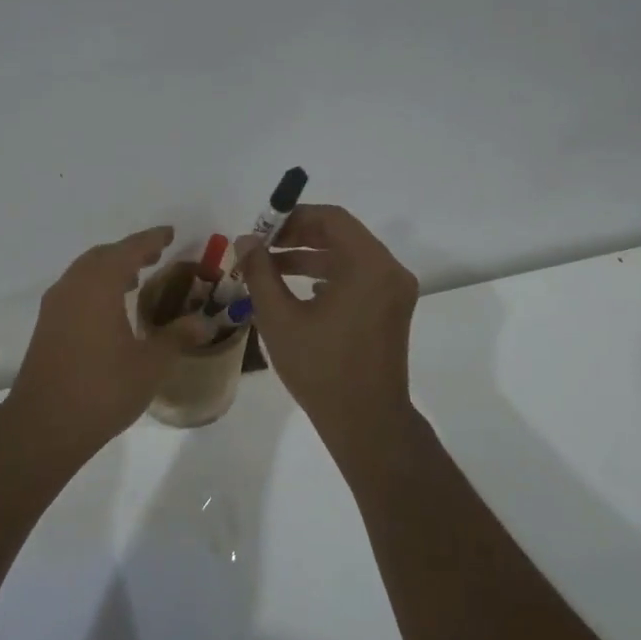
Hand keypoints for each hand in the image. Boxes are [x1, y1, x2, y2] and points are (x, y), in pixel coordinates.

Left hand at [3, 226, 199, 464]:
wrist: (45, 425)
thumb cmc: (103, 389)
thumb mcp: (150, 364)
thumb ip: (177, 337)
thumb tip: (204, 322)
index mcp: (98, 285)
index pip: (128, 250)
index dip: (151, 239)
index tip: (170, 233)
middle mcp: (73, 287)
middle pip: (102, 256)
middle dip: (129, 252)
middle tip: (156, 254)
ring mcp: (55, 307)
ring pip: (84, 273)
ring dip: (110, 270)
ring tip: (136, 278)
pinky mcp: (47, 327)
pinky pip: (75, 291)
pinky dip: (96, 288)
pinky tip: (111, 309)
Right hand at [236, 205, 419, 444]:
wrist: (365, 421)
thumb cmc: (320, 368)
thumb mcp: (279, 318)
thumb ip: (260, 272)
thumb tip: (246, 240)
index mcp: (369, 265)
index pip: (331, 219)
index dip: (293, 218)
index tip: (262, 231)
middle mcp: (389, 271)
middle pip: (341, 235)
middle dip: (298, 237)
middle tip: (262, 249)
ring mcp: (394, 292)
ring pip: (349, 257)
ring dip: (310, 258)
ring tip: (270, 270)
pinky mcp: (391, 310)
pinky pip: (358, 278)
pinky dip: (328, 276)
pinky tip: (299, 292)